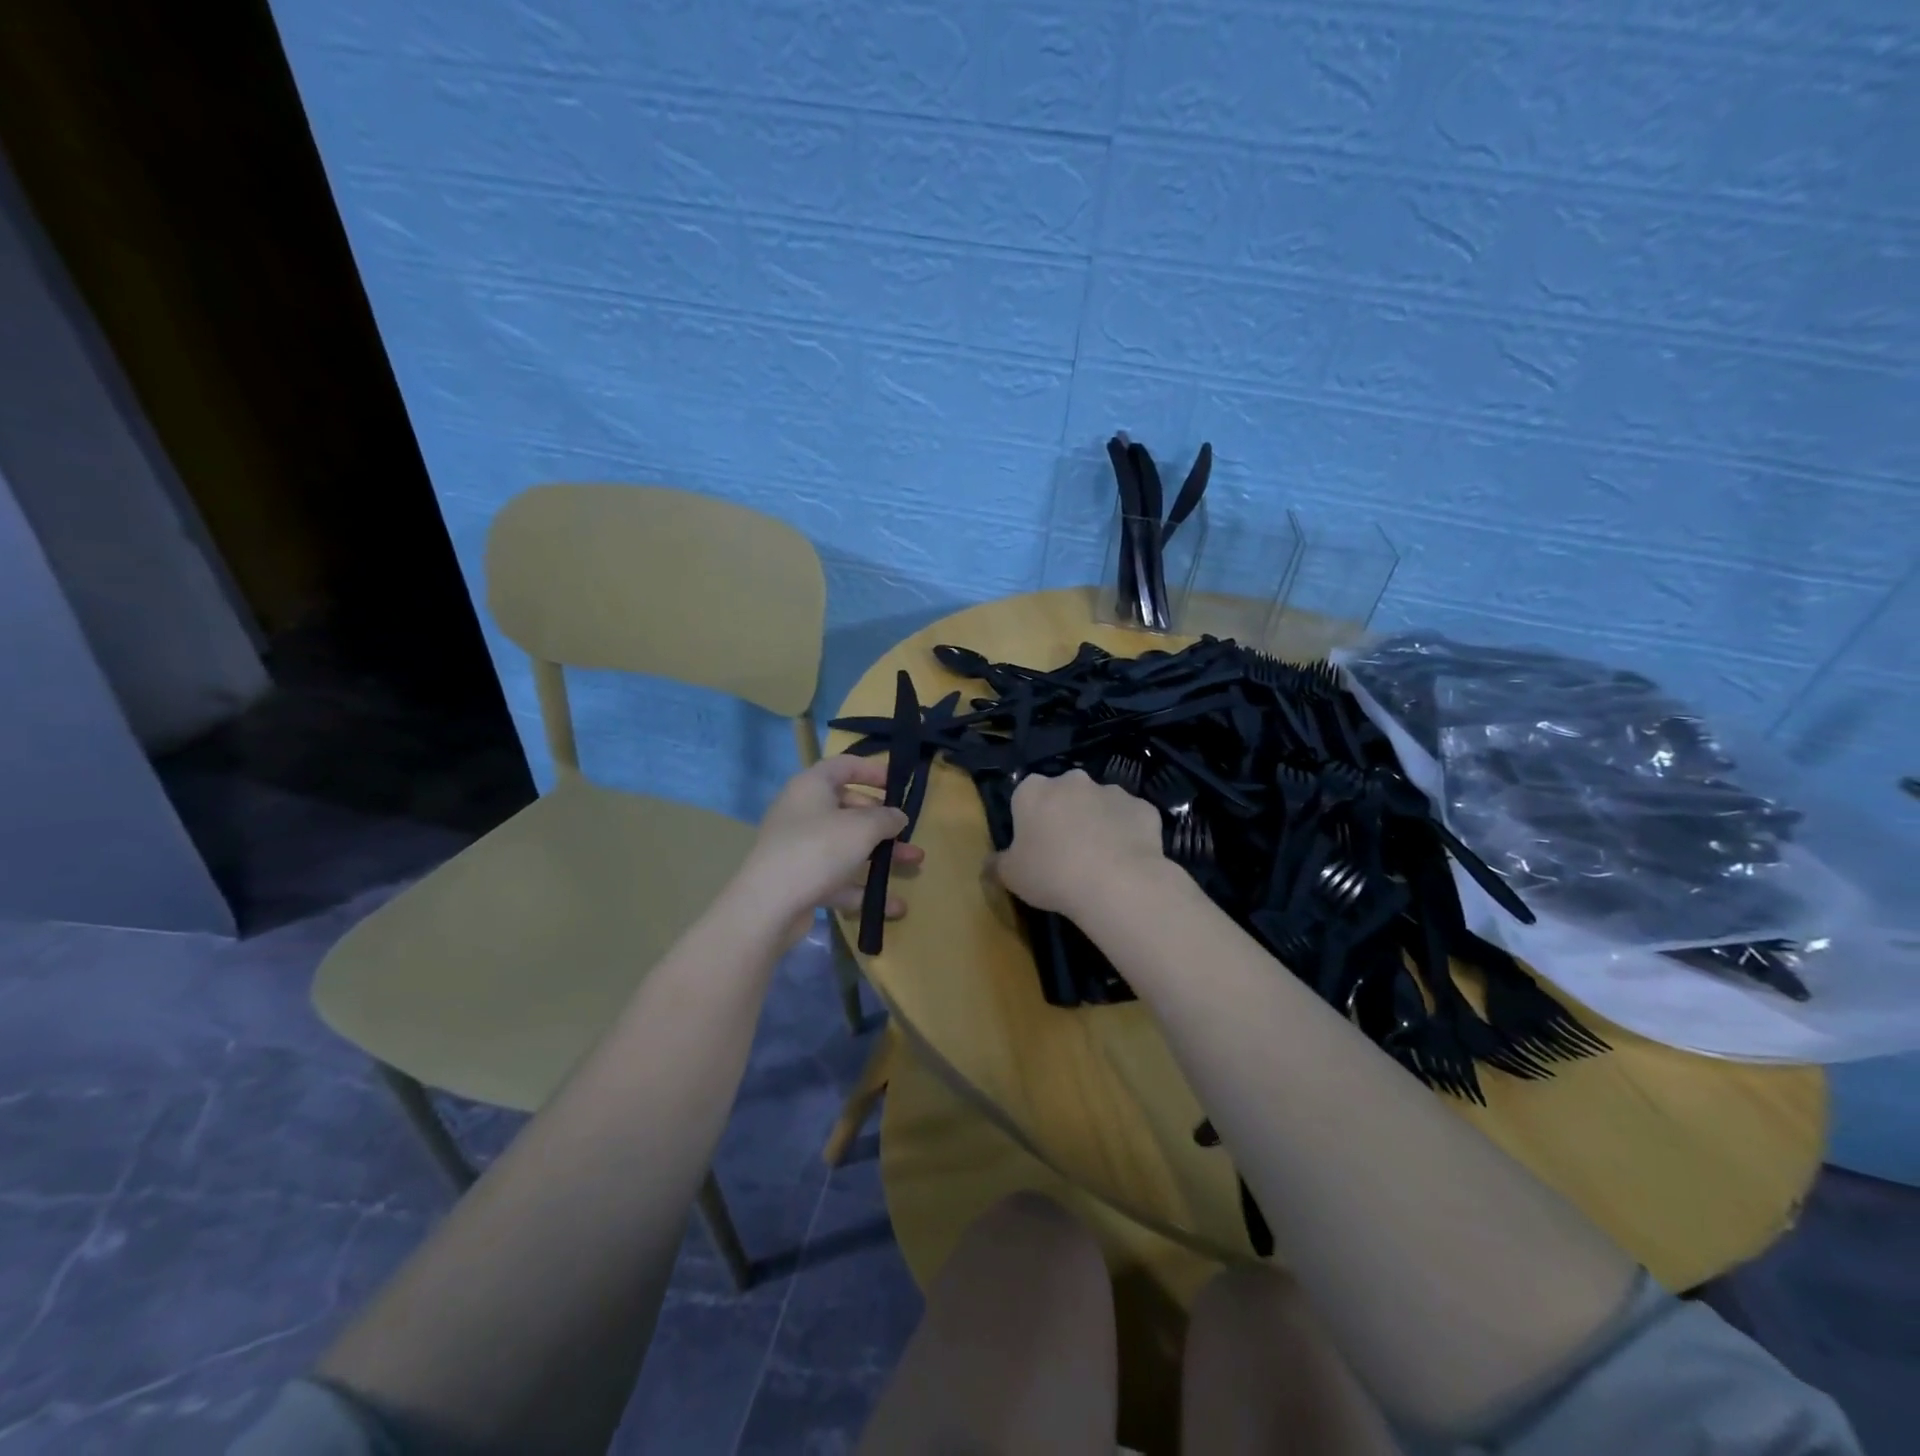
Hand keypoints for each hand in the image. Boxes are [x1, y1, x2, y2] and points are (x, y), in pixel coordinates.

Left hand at [731, 754, 924, 945]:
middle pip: (848, 808)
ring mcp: (800, 847)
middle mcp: (803, 811)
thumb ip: (886, 818)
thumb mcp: (862, 828)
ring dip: (881, 854)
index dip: (872, 771)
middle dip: (882, 821)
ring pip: (846, 845)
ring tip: (915, 862)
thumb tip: (898, 816)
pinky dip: (864, 888)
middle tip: (907, 831)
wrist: (769, 905)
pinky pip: (838, 878)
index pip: (844, 766)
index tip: (898, 785)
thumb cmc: (818, 849)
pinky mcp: (800, 879)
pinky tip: (894, 905)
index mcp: (812, 786)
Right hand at [992, 769, 1167, 916]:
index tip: (1034, 845)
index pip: (1025, 795)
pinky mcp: (1143, 807)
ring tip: (1100, 860)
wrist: (1116, 882)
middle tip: (1066, 852)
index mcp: (1033, 791)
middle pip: (1065, 794)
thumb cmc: (1052, 874)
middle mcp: (1072, 781)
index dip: (1030, 819)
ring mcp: (1112, 791)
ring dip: (1098, 822)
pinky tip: (1127, 861)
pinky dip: (1128, 834)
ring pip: (1100, 804)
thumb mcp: (1011, 876)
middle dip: (1066, 814)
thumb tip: (989, 864)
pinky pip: (1131, 819)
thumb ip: (998, 865)